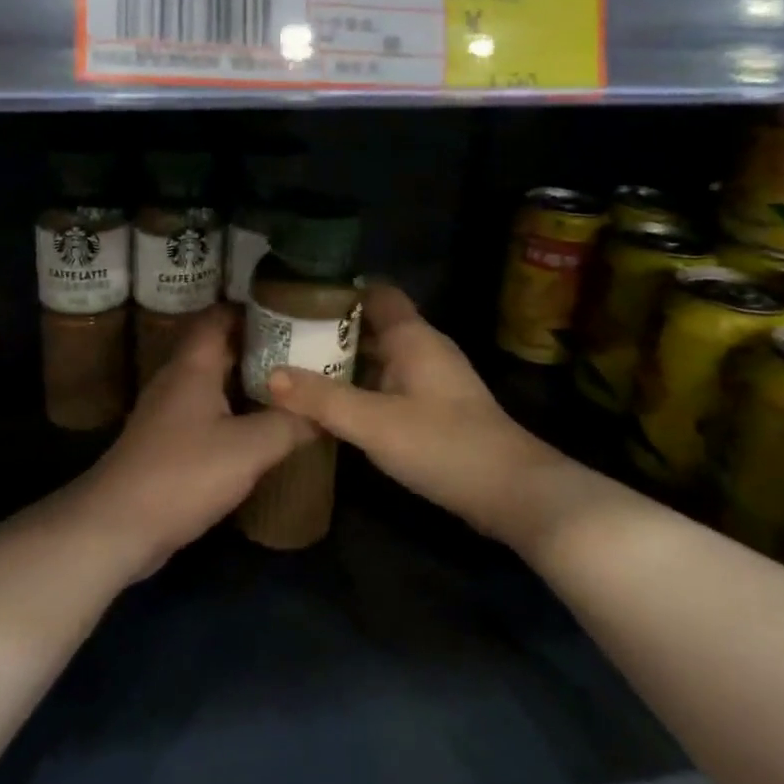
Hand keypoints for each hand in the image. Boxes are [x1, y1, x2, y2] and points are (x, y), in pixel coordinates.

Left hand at [69, 306, 314, 576]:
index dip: (252, 309)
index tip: (290, 313)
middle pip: (219, 349)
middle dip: (258, 347)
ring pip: (212, 383)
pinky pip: (205, 413)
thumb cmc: (183, 473)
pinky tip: (259, 430)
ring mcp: (168, 412)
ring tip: (290, 389)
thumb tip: (323, 412)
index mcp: (193, 365)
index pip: (218, 316)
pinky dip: (232, 413)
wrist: (117, 525)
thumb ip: (289, 424)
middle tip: (302, 353)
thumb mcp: (249, 448)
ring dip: (246, 382)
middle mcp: (177, 379)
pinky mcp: (166, 443)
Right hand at [266, 284, 560, 552]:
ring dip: (345, 362)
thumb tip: (270, 375)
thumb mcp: (374, 422)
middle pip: (373, 325)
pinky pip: (390, 385)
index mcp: (413, 337)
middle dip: (332, 330)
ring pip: (381, 358)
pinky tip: (336, 406)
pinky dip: (363, 388)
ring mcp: (432, 381)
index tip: (297, 297)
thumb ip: (322, 399)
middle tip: (285, 337)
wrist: (513, 493)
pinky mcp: (437, 410)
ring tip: (298, 368)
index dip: (338, 291)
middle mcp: (424, 349)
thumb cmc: (443, 444)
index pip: (375, 292)